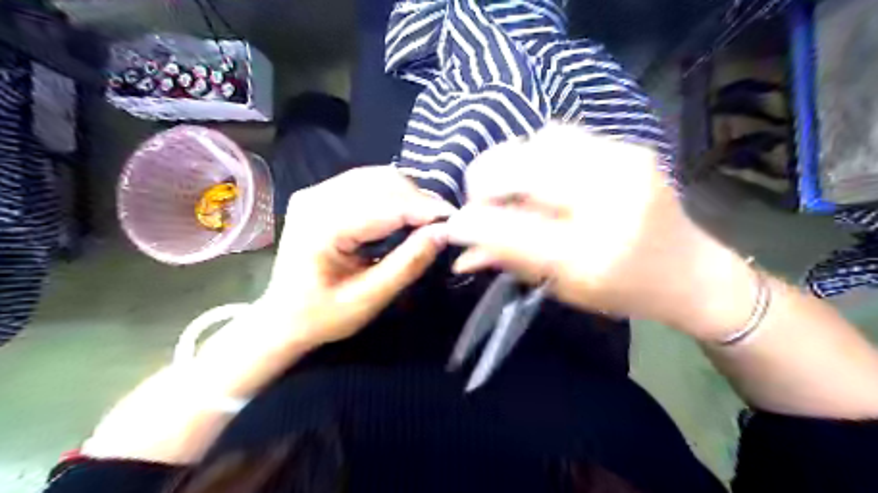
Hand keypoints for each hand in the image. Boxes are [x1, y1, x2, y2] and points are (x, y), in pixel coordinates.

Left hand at [260, 166, 452, 345]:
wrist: (282, 317)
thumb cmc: (323, 316)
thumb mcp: (369, 299)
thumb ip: (407, 264)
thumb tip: (443, 233)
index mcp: (322, 227)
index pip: (386, 206)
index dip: (425, 210)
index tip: (457, 220)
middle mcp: (316, 198)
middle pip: (382, 182)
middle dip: (419, 200)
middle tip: (444, 224)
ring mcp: (316, 192)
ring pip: (377, 177)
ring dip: (408, 195)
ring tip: (428, 219)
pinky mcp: (321, 194)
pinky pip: (366, 182)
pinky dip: (392, 194)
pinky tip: (405, 212)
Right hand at [447, 125, 747, 329]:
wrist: (689, 271)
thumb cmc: (624, 290)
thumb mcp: (563, 287)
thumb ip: (509, 261)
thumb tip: (461, 252)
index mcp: (593, 252)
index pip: (511, 227)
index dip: (472, 222)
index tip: (453, 226)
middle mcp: (609, 198)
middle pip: (518, 166)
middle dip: (484, 183)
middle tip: (482, 204)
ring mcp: (623, 162)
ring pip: (537, 141)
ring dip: (512, 165)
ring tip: (514, 191)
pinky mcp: (628, 146)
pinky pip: (562, 135)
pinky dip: (537, 154)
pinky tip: (542, 176)